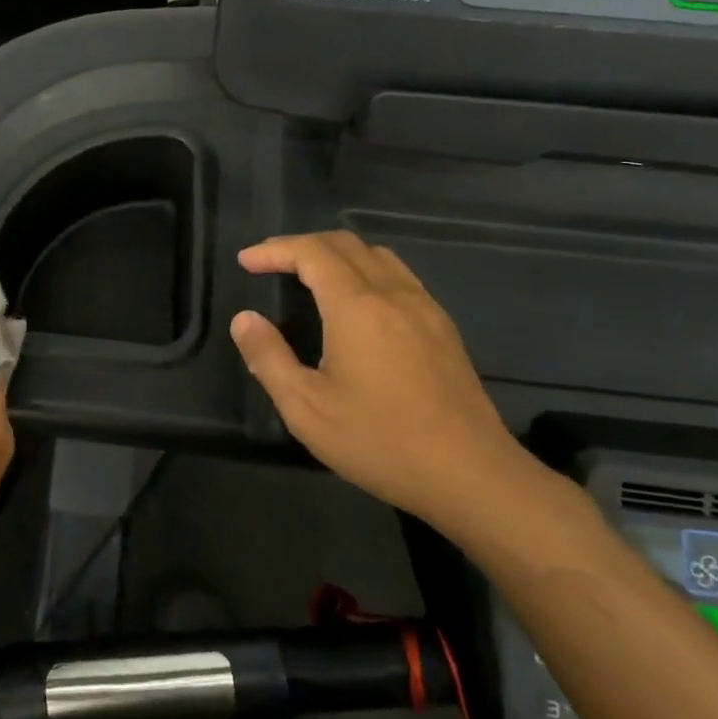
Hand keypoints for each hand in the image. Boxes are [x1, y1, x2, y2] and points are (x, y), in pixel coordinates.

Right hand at [229, 231, 542, 541]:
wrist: (472, 474)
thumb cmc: (381, 441)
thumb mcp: (307, 408)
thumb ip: (269, 358)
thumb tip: (245, 319)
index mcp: (357, 306)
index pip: (311, 253)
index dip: (275, 250)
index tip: (246, 261)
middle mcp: (392, 293)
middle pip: (344, 244)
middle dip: (302, 245)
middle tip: (270, 262)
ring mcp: (424, 308)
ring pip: (376, 255)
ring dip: (336, 253)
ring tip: (310, 275)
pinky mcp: (443, 327)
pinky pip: (399, 276)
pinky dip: (366, 270)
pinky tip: (358, 302)